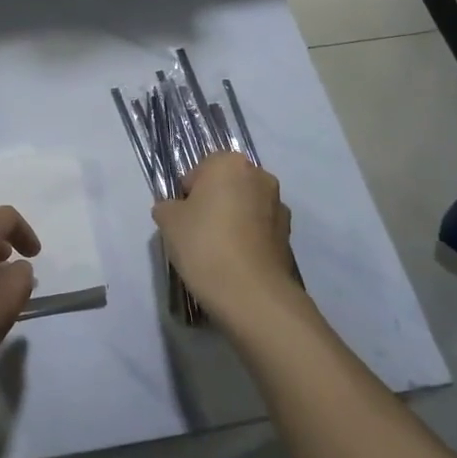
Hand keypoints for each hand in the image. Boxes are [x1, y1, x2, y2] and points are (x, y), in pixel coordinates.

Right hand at [152, 153, 302, 328]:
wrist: (251, 293)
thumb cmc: (204, 243)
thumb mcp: (168, 221)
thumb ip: (167, 207)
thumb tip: (174, 210)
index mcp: (230, 163)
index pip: (201, 170)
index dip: (187, 193)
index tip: (182, 218)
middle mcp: (260, 177)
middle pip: (227, 186)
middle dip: (213, 204)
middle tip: (197, 232)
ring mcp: (279, 207)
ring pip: (245, 208)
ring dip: (233, 221)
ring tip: (217, 252)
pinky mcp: (289, 236)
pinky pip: (259, 230)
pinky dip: (248, 240)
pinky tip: (235, 263)